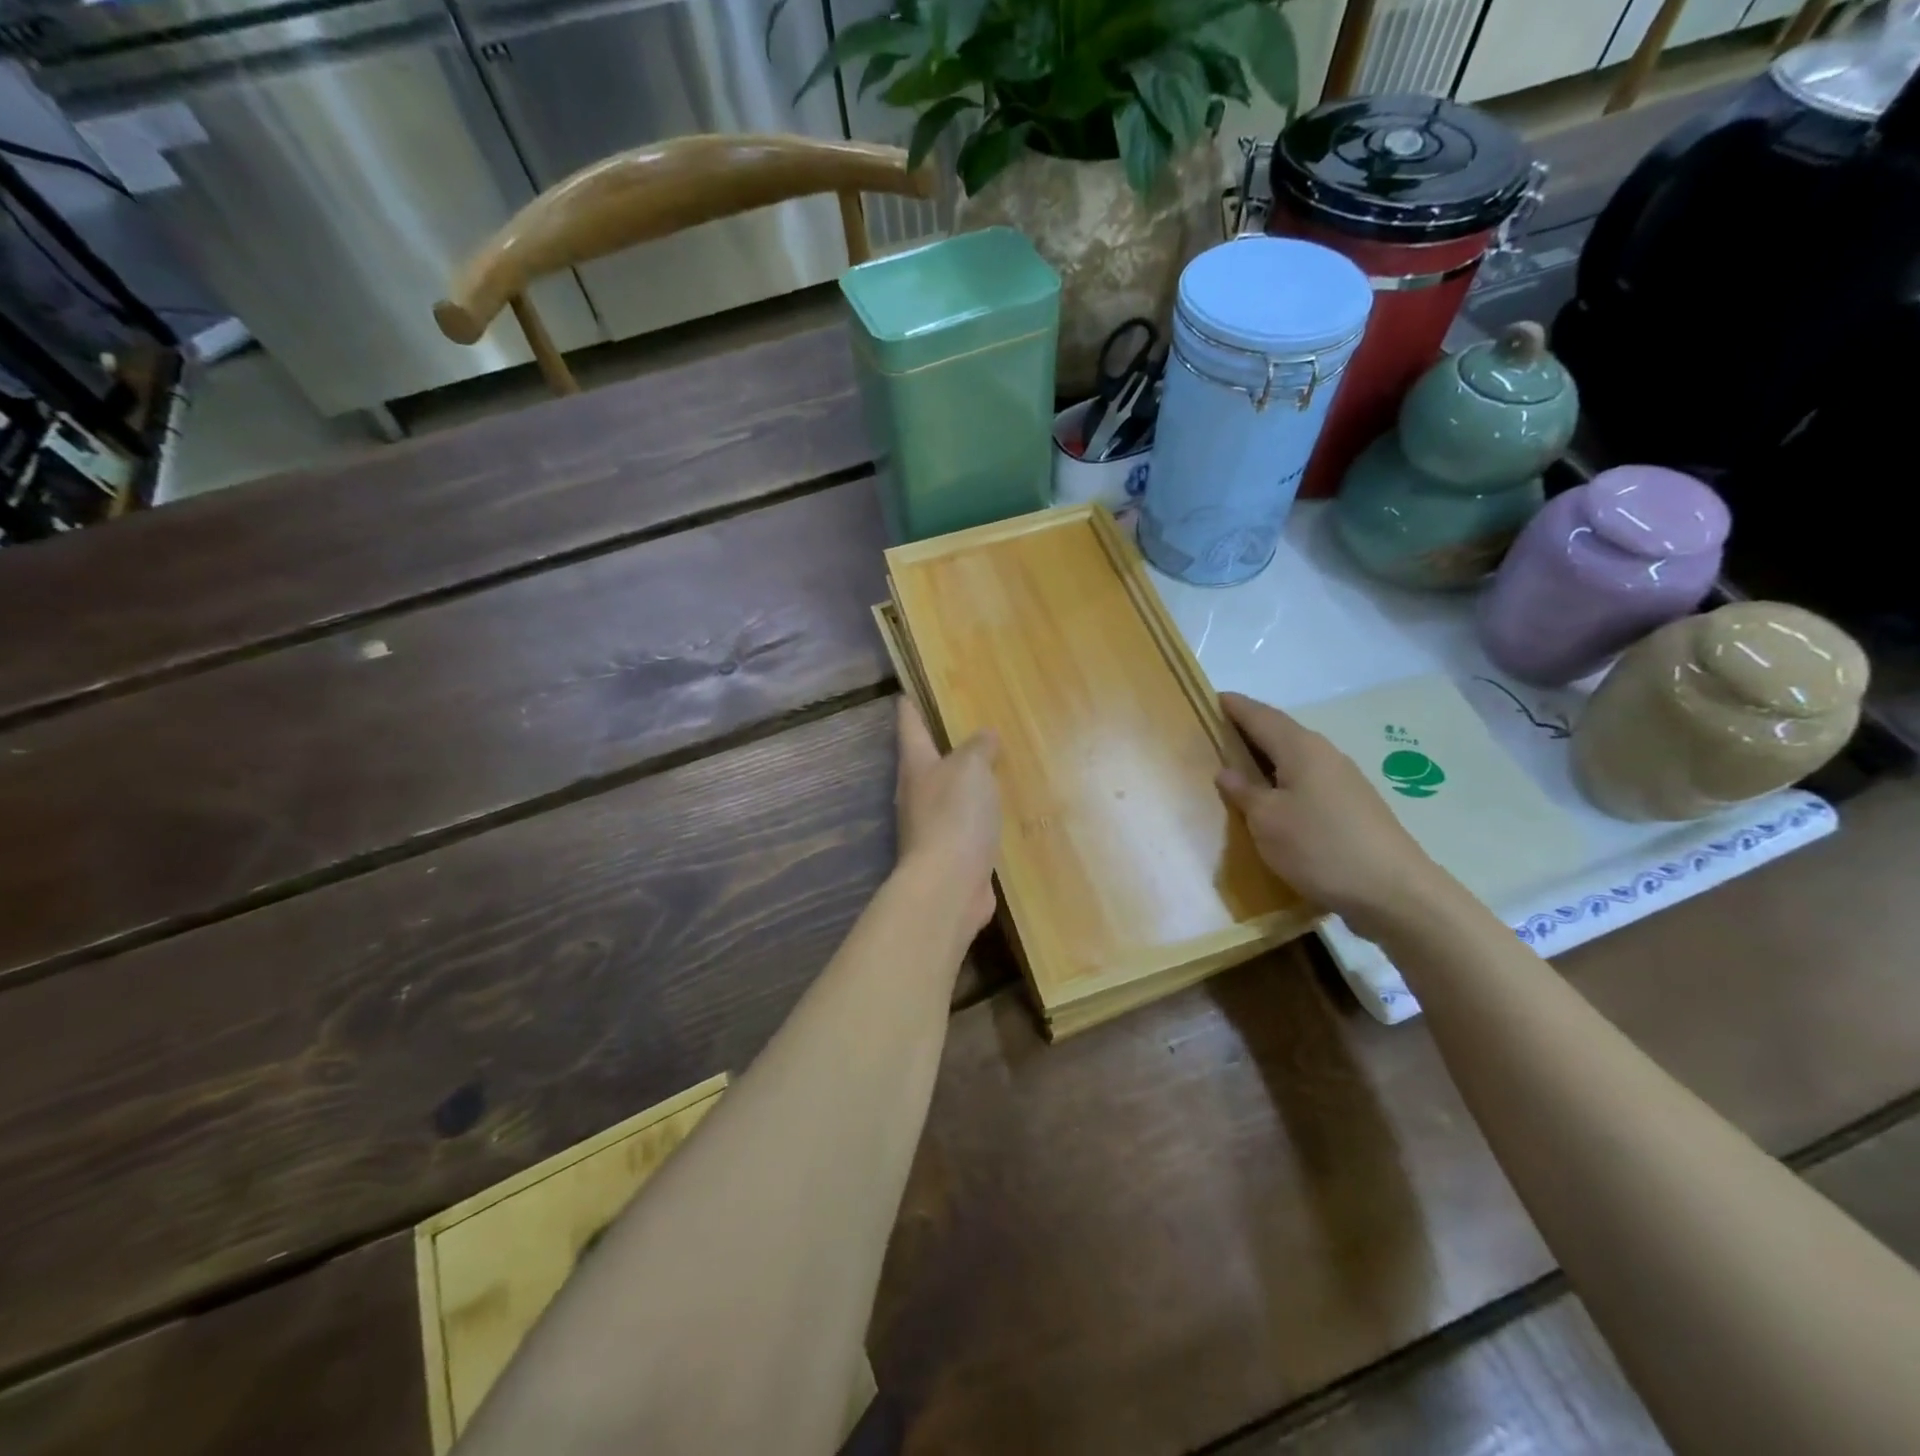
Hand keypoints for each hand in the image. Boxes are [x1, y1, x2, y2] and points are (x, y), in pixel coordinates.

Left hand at [895, 698, 1000, 934]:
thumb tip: (985, 736)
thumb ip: (979, 747)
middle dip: (939, 743)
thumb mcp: (971, 767)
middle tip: (964, 724)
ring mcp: (929, 825)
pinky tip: (996, 811)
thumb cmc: (954, 815)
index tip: (908, 691)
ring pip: (945, 793)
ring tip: (988, 765)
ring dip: (962, 780)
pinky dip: (977, 812)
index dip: (910, 706)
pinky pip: (964, 822)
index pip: (909, 725)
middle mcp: (916, 793)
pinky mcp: (949, 852)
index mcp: (915, 765)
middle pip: (924, 760)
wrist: (948, 885)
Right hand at [1216, 692, 1443, 942]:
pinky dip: (1284, 779)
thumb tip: (1226, 771)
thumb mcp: (1267, 821)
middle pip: (1280, 732)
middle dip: (1249, 730)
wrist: (1393, 891)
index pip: (1260, 715)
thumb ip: (1244, 792)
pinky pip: (1308, 780)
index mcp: (1300, 748)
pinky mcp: (1353, 806)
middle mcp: (1325, 754)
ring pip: (1295, 757)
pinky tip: (1274, 799)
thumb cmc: (1320, 847)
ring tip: (1238, 767)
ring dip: (1267, 757)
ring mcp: (1344, 780)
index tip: (1211, 698)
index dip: (1235, 706)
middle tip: (1217, 734)